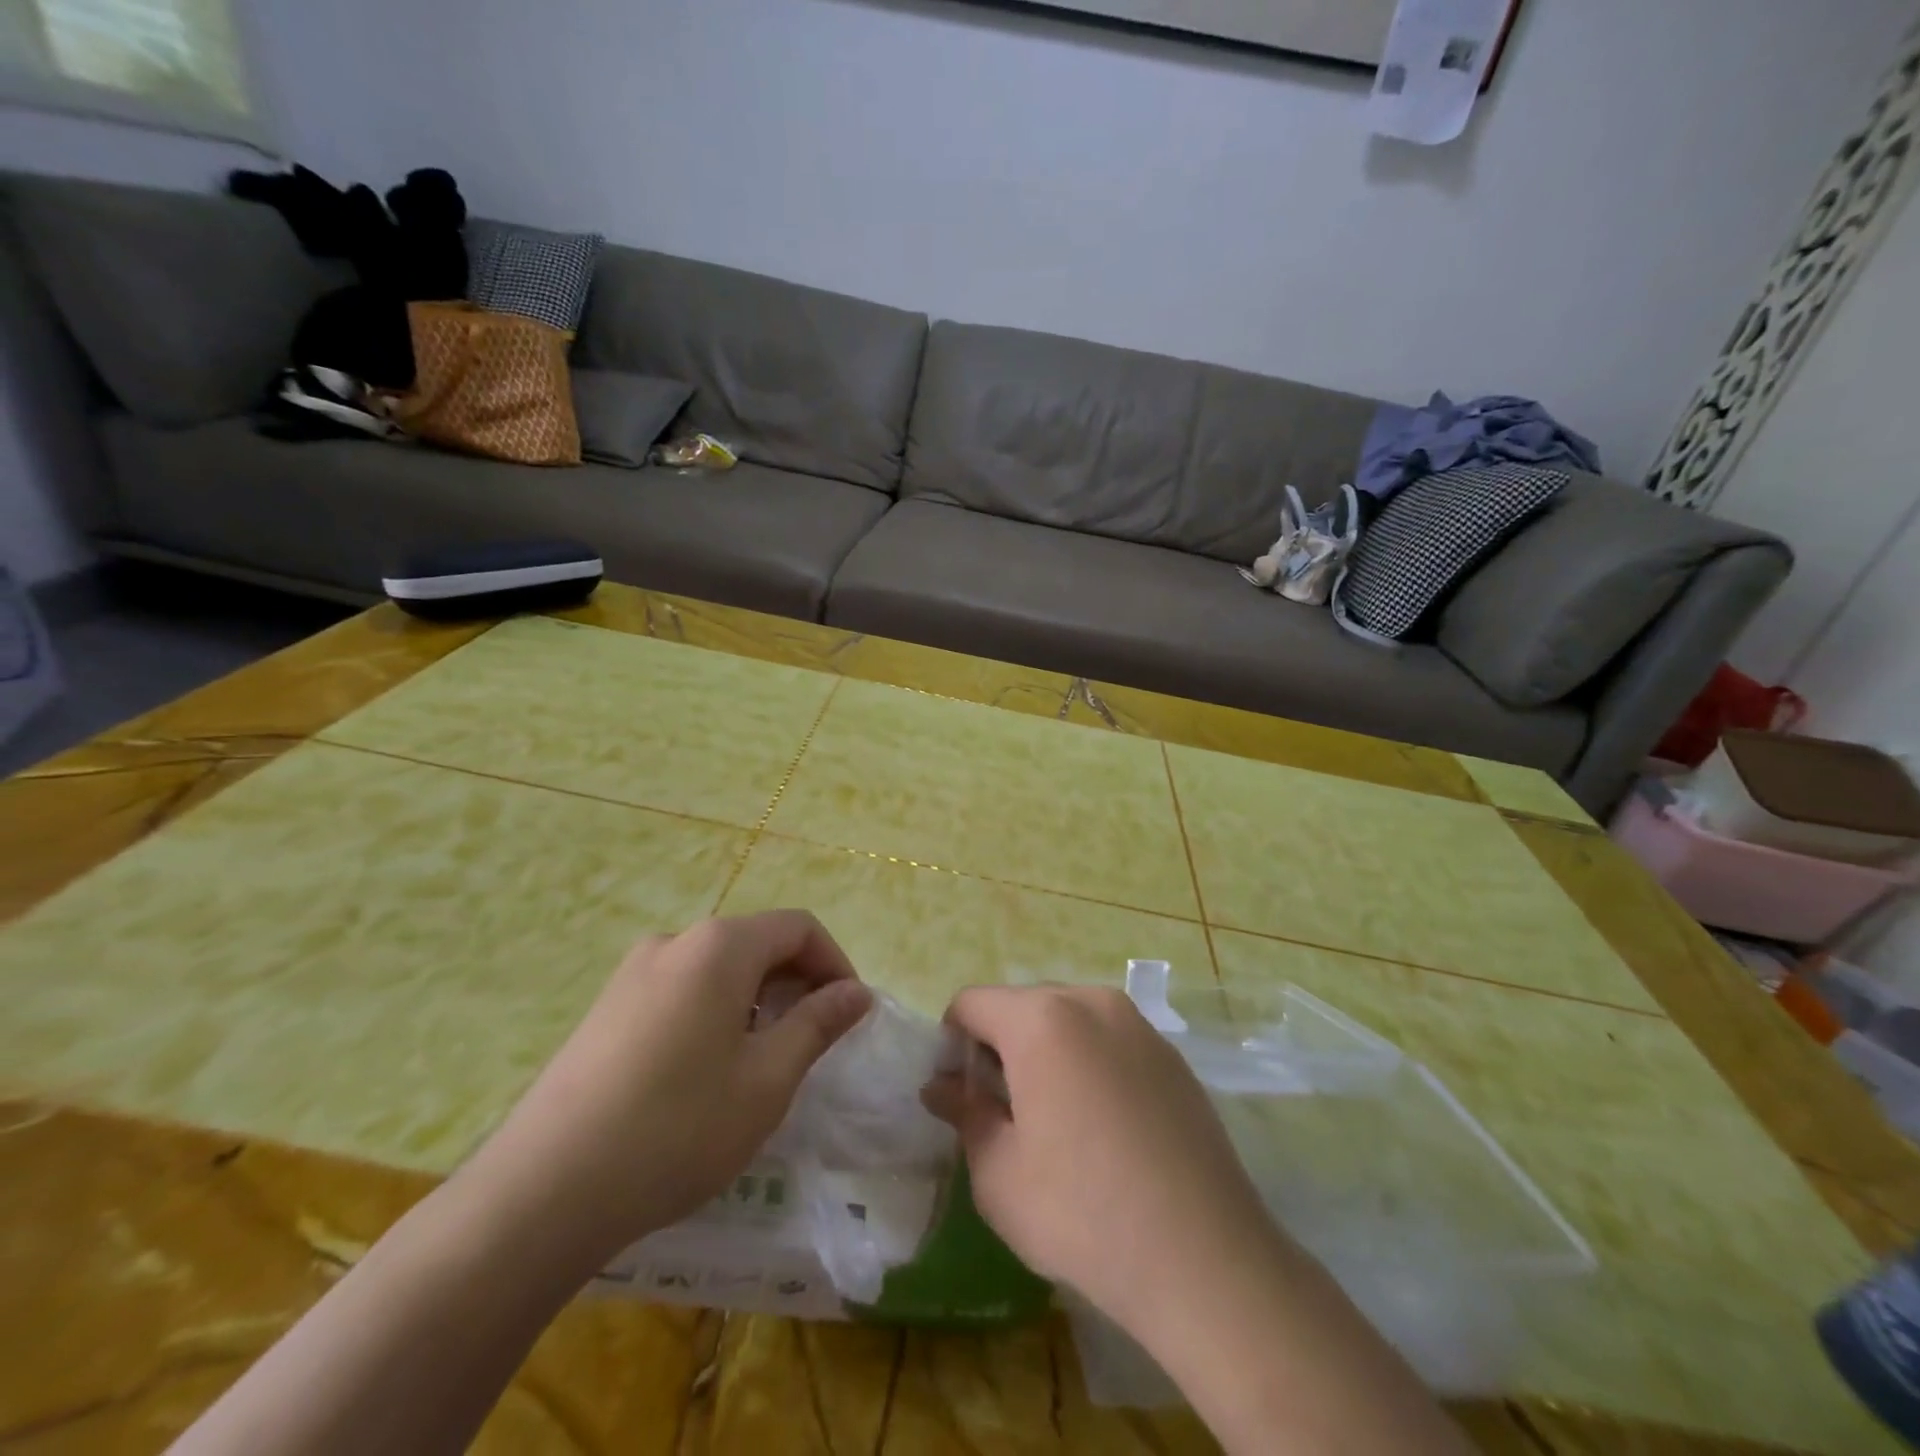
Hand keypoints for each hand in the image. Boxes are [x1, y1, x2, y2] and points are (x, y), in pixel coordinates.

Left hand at [460, 911, 871, 1274]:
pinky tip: (707, 1073)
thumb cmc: (677, 1129)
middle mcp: (674, 942)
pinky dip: (716, 1013)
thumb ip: (818, 1024)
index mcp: (719, 946)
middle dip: (796, 984)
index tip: (849, 1015)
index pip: (798, 927)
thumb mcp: (767, 1080)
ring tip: (762, 1063)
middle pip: (757, 942)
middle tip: (811, 1043)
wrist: (541, 1194)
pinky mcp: (606, 1008)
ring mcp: (632, 974)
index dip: (835, 964)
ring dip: (756, 1001)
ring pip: (719, 969)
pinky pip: (681, 991)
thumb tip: (857, 992)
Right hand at [925, 985, 1285, 1337]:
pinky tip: (1101, 1126)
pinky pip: (1108, 1039)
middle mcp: (1091, 1002)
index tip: (956, 1095)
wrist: (1205, 1259)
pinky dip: (1087, 1062)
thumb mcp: (999, 1175)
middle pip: (1021, 1005)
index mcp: (1041, 1019)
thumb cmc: (1083, 1214)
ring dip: (1044, 1053)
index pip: (972, 1003)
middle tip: (1000, 1111)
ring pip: (1067, 1019)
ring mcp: (1137, 1024)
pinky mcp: (1170, 1054)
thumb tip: (941, 1087)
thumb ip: (965, 1114)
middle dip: (998, 1047)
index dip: (952, 1043)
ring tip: (1052, 1120)